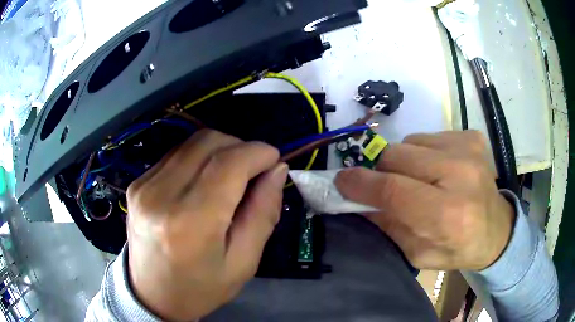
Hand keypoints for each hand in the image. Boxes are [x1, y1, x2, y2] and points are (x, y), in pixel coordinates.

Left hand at [126, 129, 287, 320]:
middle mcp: (161, 195)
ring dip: (220, 150)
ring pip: (192, 143)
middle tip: (253, 171)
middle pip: (209, 142)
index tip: (274, 160)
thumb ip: (263, 213)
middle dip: (240, 147)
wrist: (151, 295)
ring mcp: (144, 186)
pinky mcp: (138, 183)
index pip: (229, 163)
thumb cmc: (200, 288)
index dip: (258, 152)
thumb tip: (276, 170)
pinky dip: (198, 158)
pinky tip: (203, 182)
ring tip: (230, 177)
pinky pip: (176, 154)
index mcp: (191, 222)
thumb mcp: (243, 263)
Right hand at [335, 131, 514, 270]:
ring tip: (421, 181)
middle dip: (382, 172)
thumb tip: (357, 200)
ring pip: (410, 142)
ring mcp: (468, 149)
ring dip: (405, 162)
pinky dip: (424, 153)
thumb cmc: (458, 249)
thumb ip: (387, 226)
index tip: (341, 181)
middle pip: (397, 157)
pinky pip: (429, 137)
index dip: (361, 183)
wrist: (497, 230)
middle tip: (388, 188)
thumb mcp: (418, 253)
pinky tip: (439, 170)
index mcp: (448, 214)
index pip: (393, 190)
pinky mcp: (471, 137)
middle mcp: (460, 174)